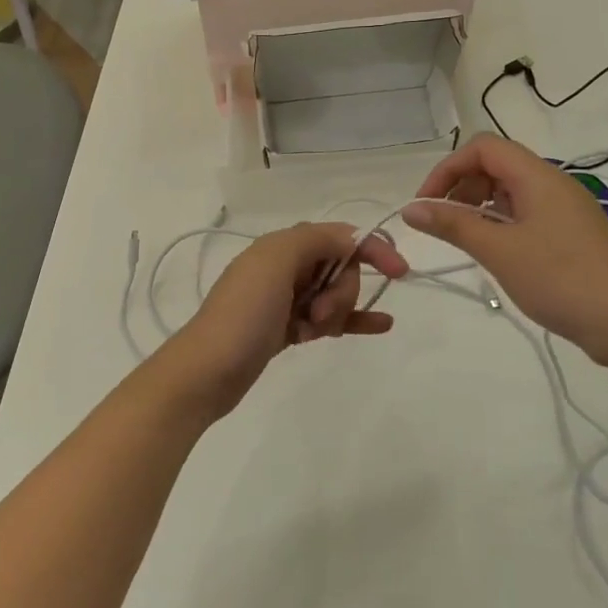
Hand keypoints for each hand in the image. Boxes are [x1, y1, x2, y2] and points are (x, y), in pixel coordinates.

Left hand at [156, 222, 409, 422]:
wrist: (208, 371)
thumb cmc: (243, 314)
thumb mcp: (275, 262)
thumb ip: (315, 239)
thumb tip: (349, 238)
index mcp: (282, 245)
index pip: (339, 236)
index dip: (372, 248)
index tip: (399, 272)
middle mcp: (284, 266)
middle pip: (340, 267)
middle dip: (342, 290)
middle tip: (317, 314)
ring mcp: (286, 299)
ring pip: (335, 295)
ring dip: (340, 310)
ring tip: (317, 330)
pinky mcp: (288, 328)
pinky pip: (330, 318)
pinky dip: (354, 319)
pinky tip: (382, 325)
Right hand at [402, 133, 607, 368]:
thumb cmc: (560, 279)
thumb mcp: (499, 250)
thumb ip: (453, 224)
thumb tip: (410, 209)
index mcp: (538, 177)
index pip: (483, 148)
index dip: (448, 168)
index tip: (426, 204)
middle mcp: (552, 183)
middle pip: (495, 165)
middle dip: (460, 186)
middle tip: (441, 223)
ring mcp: (563, 209)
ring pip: (509, 190)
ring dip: (478, 206)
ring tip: (463, 238)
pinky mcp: (569, 233)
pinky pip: (525, 213)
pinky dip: (499, 223)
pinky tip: (492, 251)